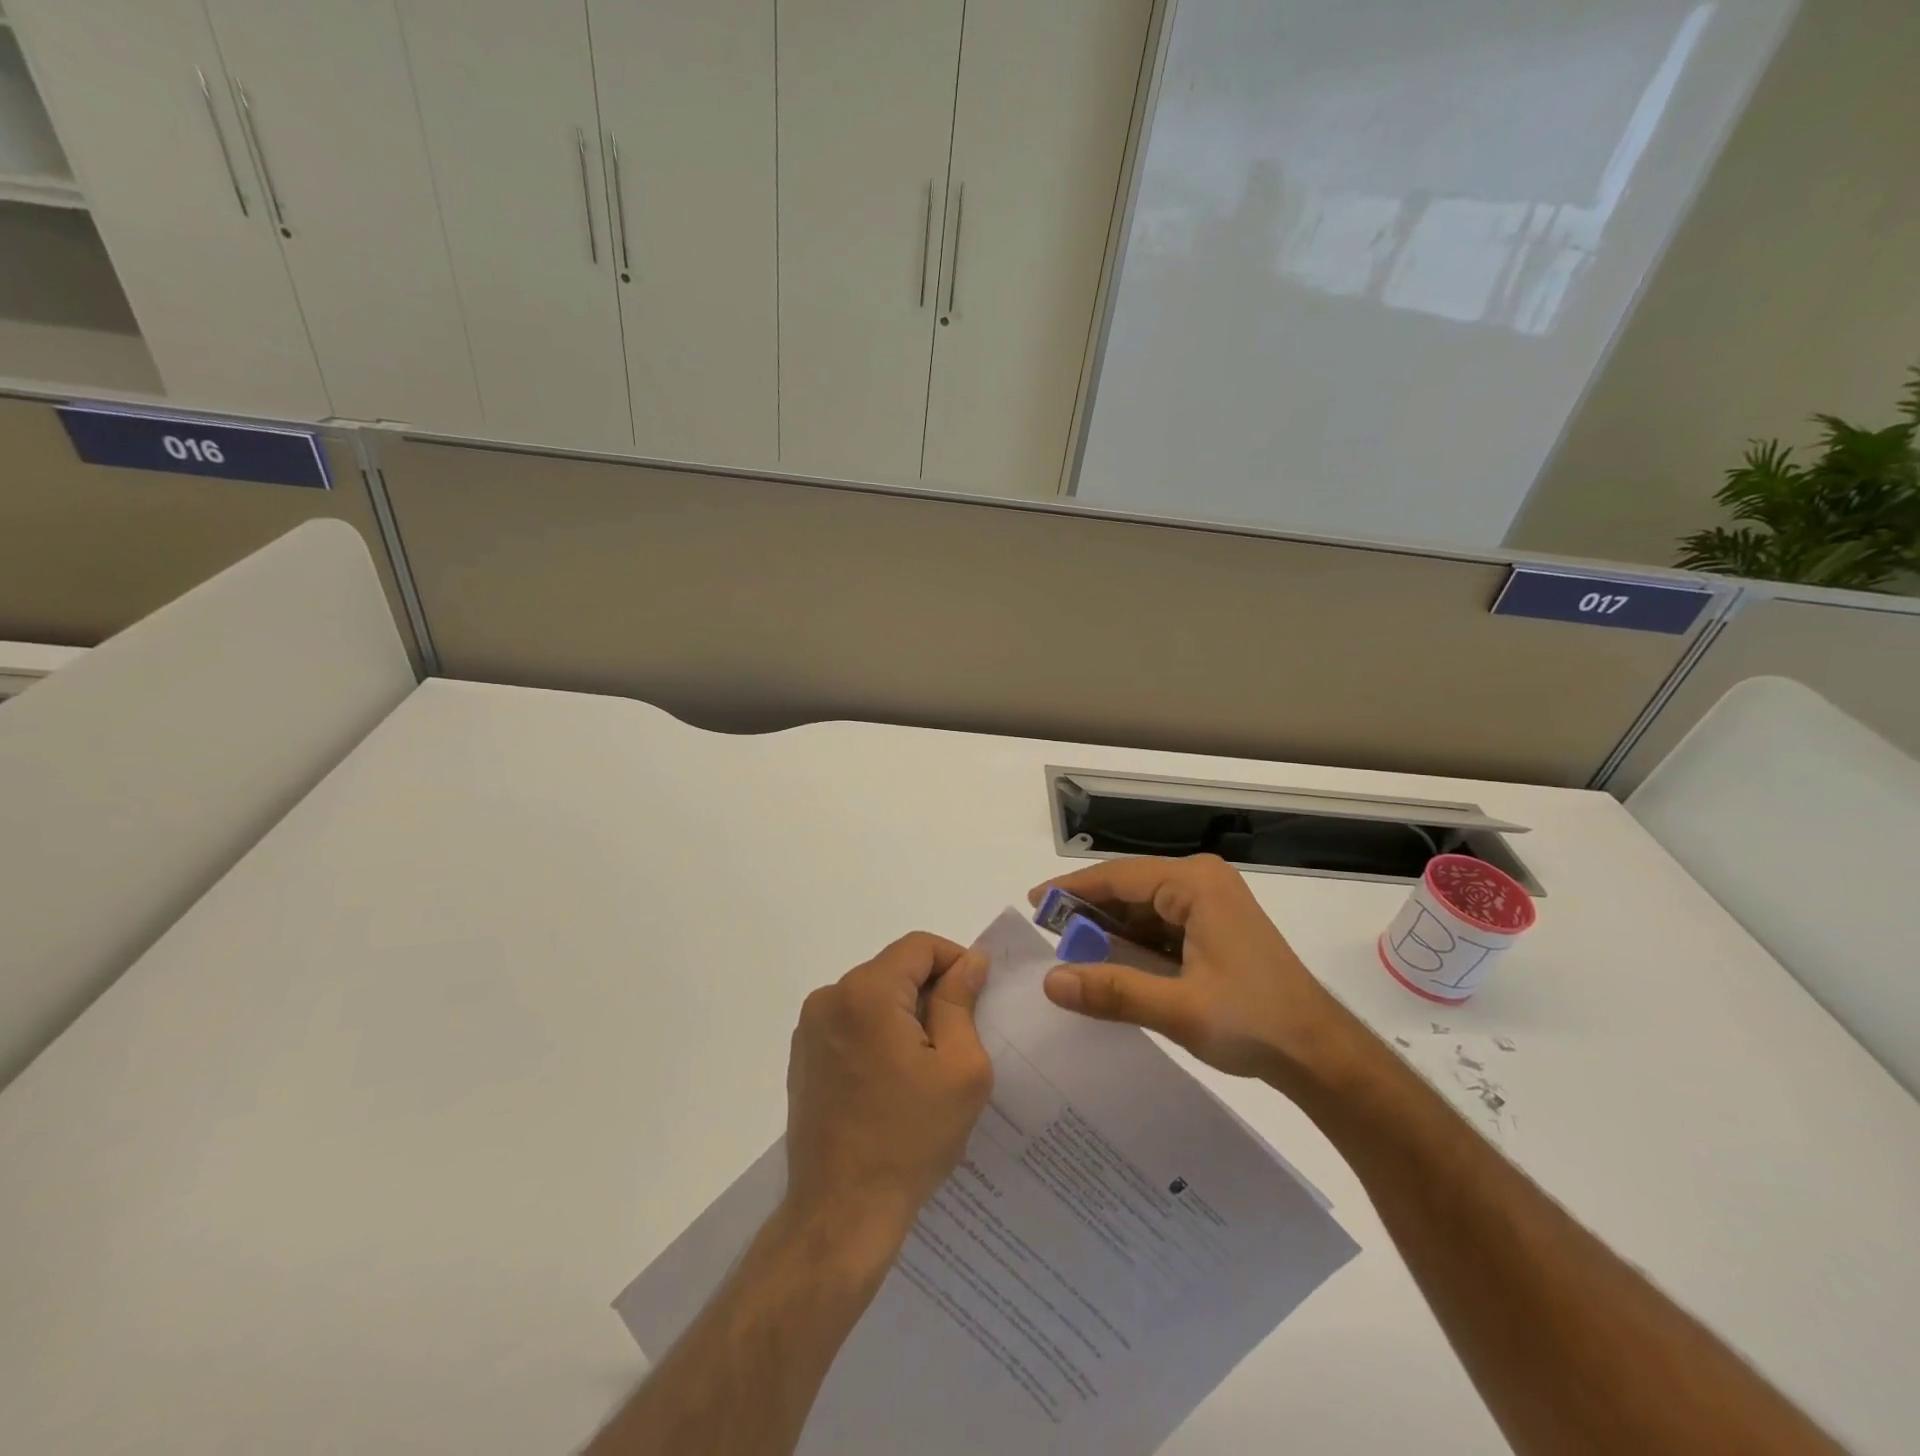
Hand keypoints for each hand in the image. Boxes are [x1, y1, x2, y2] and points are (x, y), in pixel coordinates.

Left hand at [782, 933, 993, 1264]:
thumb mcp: (959, 1067)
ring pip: (874, 996)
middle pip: (894, 969)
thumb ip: (962, 1002)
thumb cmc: (910, 1138)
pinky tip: (893, 1082)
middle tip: (959, 1039)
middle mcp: (830, 997)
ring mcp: (810, 1028)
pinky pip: (852, 1023)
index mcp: (867, 992)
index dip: (955, 962)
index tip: (977, 998)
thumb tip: (970, 960)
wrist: (841, 1213)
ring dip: (905, 1015)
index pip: (920, 946)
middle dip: (931, 992)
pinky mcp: (803, 1056)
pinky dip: (878, 1034)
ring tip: (927, 1066)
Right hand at [1029, 855, 1358, 1090]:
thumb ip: (1112, 990)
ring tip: (1073, 953)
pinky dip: (1136, 942)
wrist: (1320, 1053)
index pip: (1118, 876)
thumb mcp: (1178, 1008)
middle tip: (1049, 937)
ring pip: (1145, 907)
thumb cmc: (1253, 1022)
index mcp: (1195, 884)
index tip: (1034, 903)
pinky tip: (1113, 963)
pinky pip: (1163, 924)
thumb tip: (1050, 981)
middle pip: (1130, 888)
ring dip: (1112, 930)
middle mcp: (1202, 881)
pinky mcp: (1217, 925)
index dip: (1072, 889)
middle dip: (1090, 913)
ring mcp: (1213, 902)